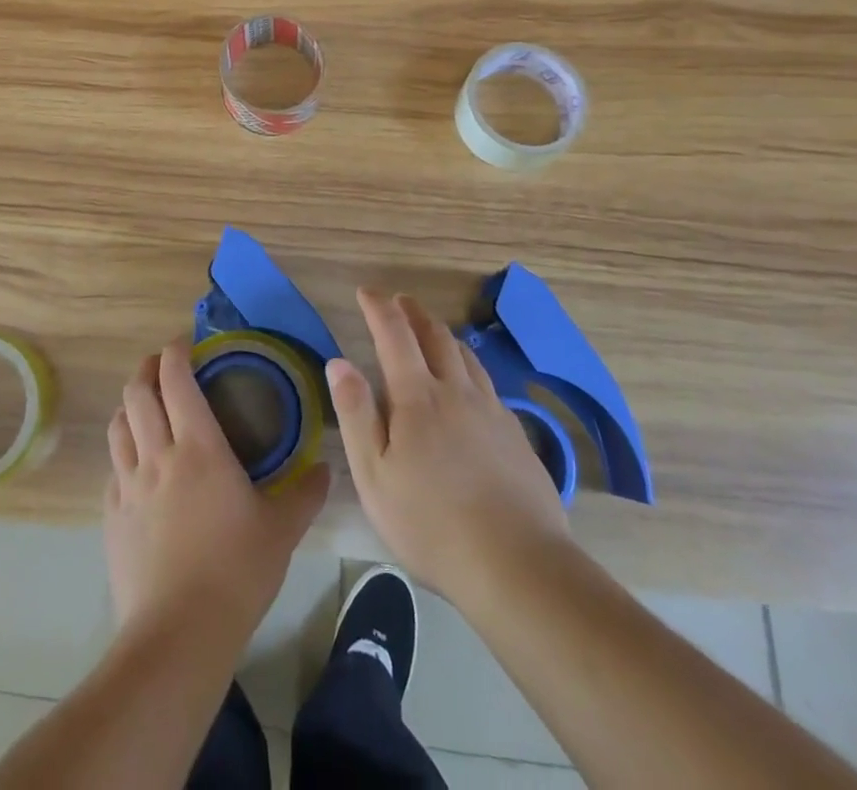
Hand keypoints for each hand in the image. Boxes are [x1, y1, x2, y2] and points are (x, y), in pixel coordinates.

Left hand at [104, 339, 329, 641]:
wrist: (178, 635)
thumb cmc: (236, 572)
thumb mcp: (281, 531)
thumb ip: (304, 494)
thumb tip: (325, 469)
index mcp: (199, 446)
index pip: (176, 380)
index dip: (175, 352)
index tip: (184, 343)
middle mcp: (158, 454)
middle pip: (137, 393)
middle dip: (146, 369)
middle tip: (162, 365)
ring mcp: (129, 485)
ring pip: (118, 426)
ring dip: (129, 405)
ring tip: (144, 405)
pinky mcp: (111, 516)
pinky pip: (113, 469)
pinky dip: (122, 452)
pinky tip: (135, 465)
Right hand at [328, 289, 568, 604]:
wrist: (517, 565)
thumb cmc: (431, 523)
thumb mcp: (374, 475)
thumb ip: (356, 413)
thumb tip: (339, 361)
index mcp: (418, 396)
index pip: (394, 334)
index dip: (379, 307)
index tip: (366, 292)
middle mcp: (457, 391)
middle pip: (436, 336)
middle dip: (414, 312)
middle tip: (399, 301)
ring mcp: (491, 411)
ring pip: (466, 356)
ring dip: (443, 334)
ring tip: (431, 331)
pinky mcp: (515, 435)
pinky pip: (487, 383)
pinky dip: (469, 367)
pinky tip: (468, 385)